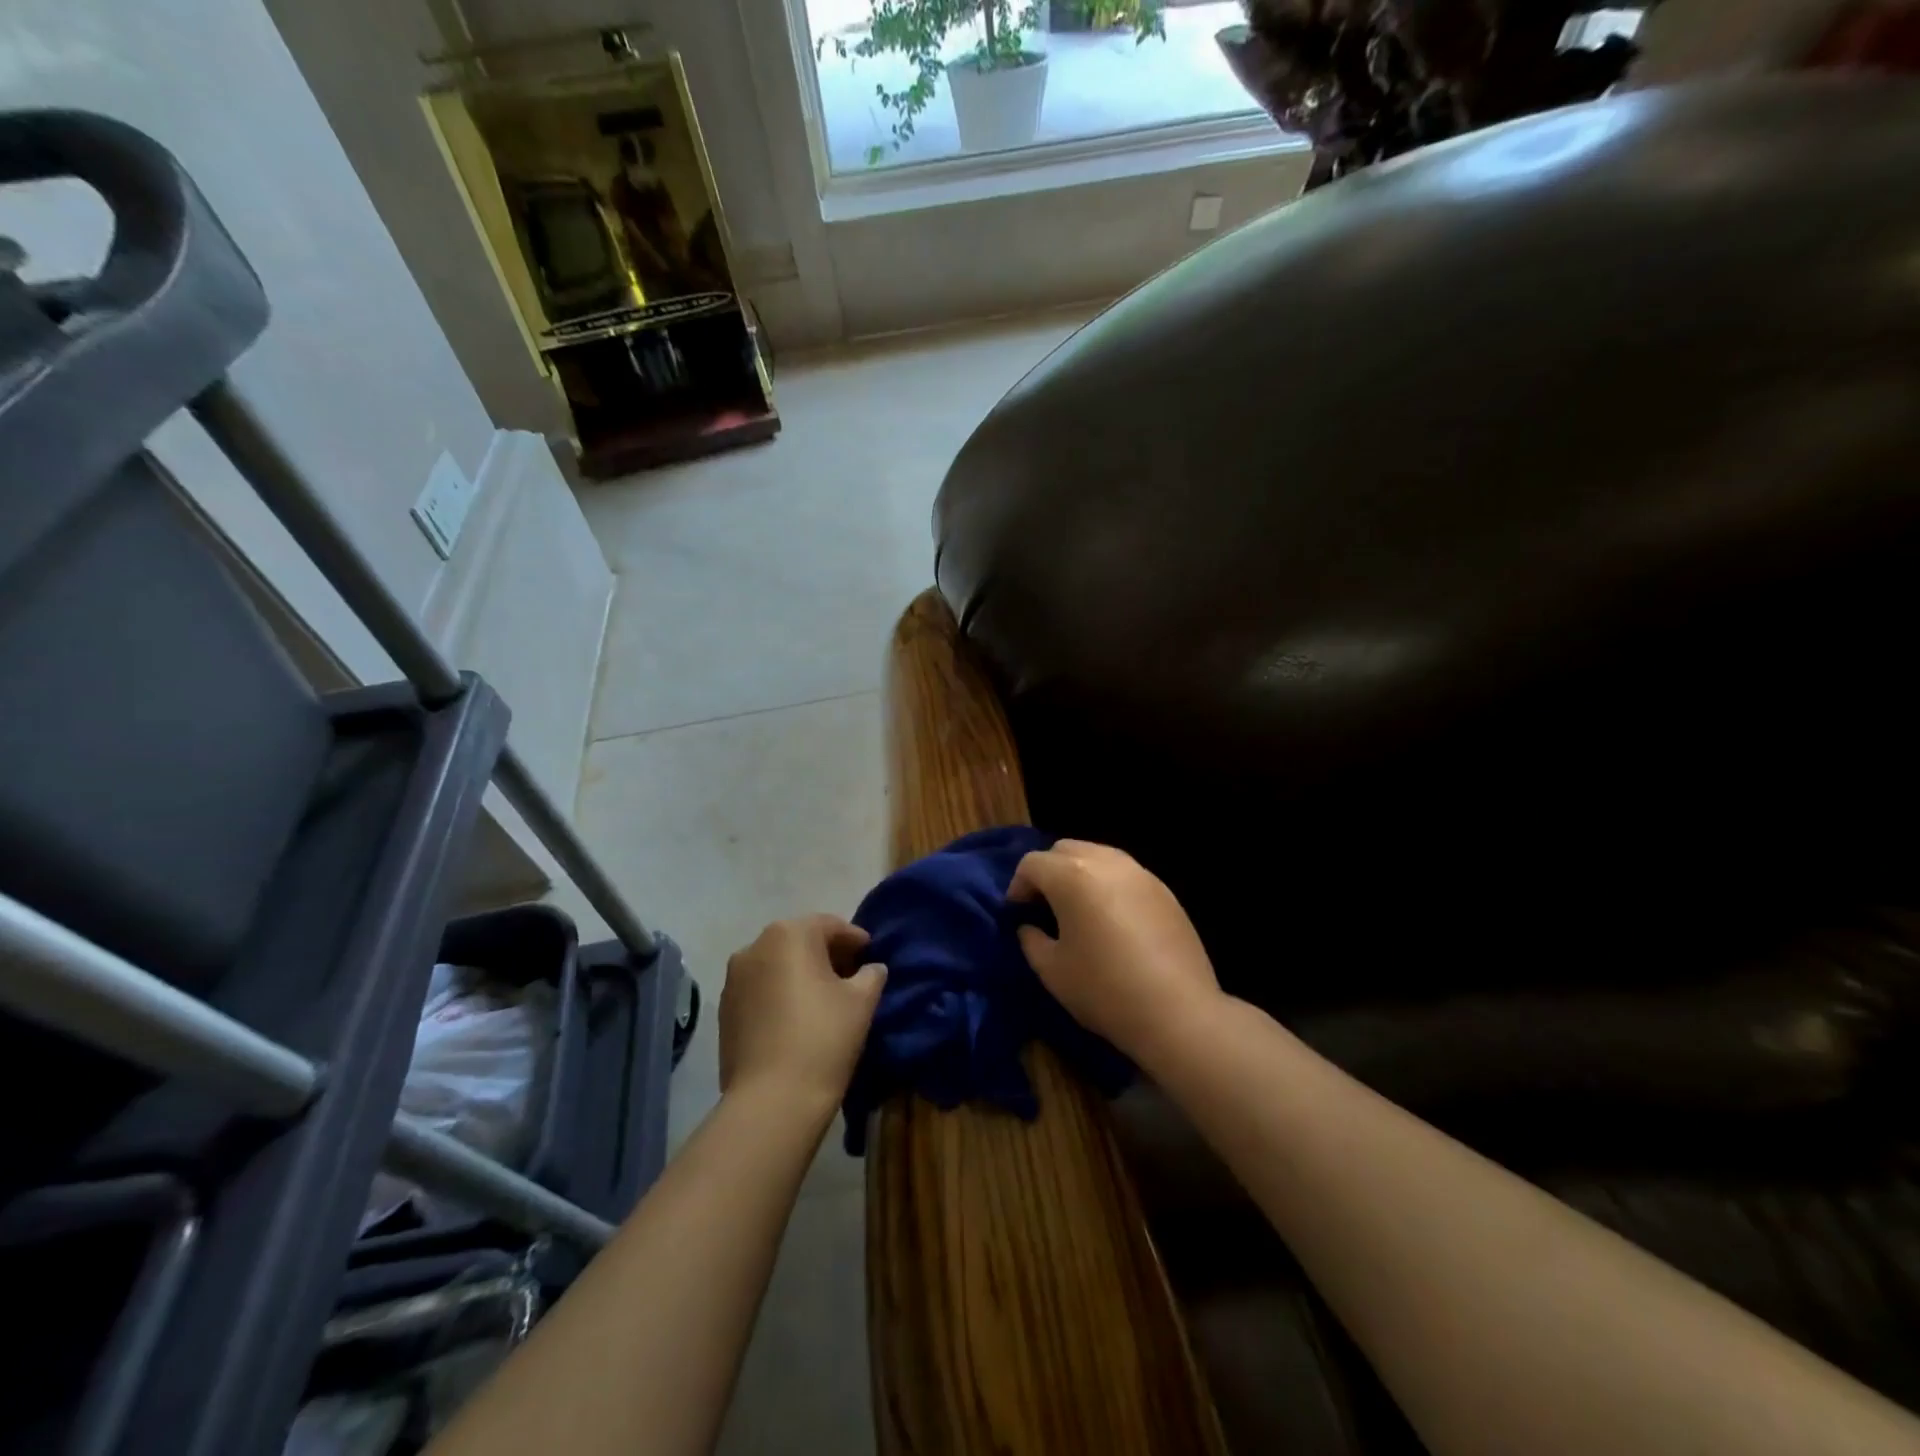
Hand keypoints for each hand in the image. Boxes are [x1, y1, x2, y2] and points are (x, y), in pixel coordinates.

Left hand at [719, 915, 886, 1109]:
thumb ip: (871, 974)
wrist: (772, 1100)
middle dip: (827, 955)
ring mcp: (734, 979)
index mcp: (789, 934)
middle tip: (852, 977)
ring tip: (825, 1000)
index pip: (830, 925)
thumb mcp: (862, 1001)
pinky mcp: (724, 1010)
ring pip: (777, 965)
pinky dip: (780, 994)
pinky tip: (797, 1019)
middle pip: (800, 941)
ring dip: (801, 974)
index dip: (856, 940)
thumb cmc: (824, 1037)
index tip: (872, 958)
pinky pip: (760, 989)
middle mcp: (755, 946)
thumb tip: (871, 968)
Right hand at [1009, 840, 1222, 1071]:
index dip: (1018, 886)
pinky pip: (1125, 874)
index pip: (1032, 863)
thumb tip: (1030, 927)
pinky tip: (1112, 920)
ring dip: (1079, 874)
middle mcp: (1106, 862)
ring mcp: (1140, 873)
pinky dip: (1108, 885)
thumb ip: (1031, 940)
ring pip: (1098, 855)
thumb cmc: (1104, 990)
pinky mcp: (1164, 890)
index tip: (1017, 913)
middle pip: (1065, 849)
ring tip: (1078, 910)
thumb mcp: (1052, 971)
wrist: (1178, 1012)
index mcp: (1071, 875)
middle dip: (1048, 872)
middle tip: (1044, 906)